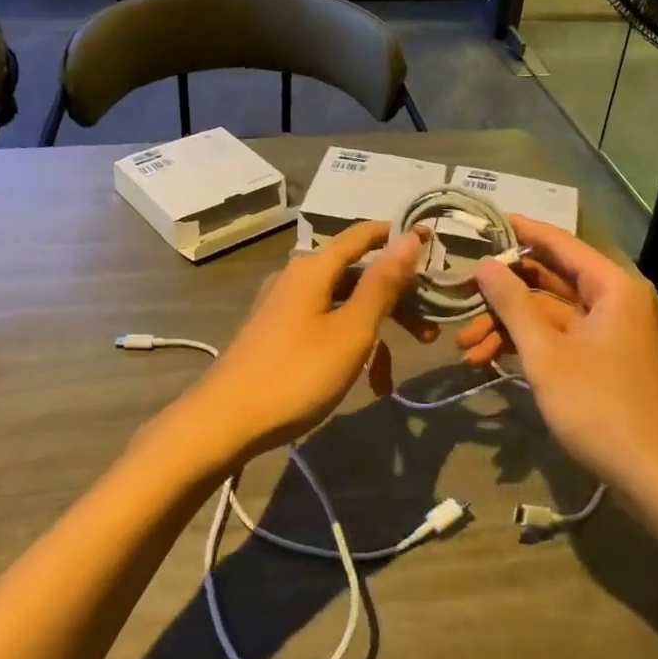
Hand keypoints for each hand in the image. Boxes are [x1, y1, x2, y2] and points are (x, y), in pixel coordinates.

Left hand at [156, 221, 422, 470]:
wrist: (224, 422)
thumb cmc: (296, 374)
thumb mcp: (351, 331)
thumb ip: (382, 284)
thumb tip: (410, 237)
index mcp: (313, 269)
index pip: (363, 236)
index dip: (398, 236)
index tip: (433, 243)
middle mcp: (296, 278)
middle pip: (356, 276)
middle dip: (395, 302)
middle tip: (428, 333)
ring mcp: (283, 306)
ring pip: (342, 306)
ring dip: (373, 333)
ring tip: (388, 379)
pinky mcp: (275, 332)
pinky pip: (322, 326)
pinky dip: (345, 346)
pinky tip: (358, 383)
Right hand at [462, 217, 657, 506]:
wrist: (657, 480)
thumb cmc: (601, 407)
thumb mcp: (547, 354)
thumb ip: (513, 305)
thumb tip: (484, 264)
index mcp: (611, 288)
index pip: (559, 244)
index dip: (521, 231)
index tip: (483, 221)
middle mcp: (612, 303)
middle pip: (548, 282)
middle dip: (502, 295)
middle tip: (459, 296)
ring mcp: (607, 335)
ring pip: (547, 316)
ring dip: (507, 328)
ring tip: (465, 348)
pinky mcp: (600, 364)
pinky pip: (557, 341)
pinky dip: (525, 349)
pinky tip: (487, 363)